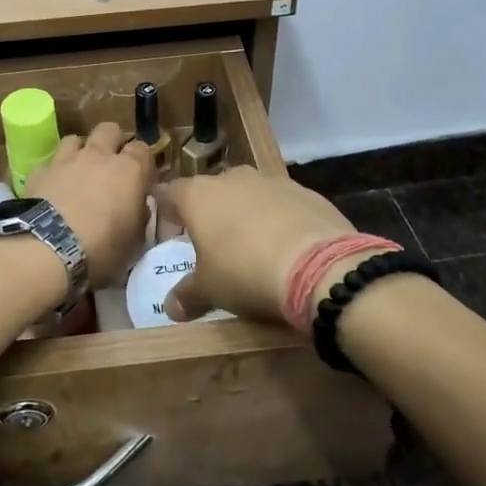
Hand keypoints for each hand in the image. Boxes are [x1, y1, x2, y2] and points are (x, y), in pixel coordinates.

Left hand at [23, 121, 155, 285]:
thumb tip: (137, 207)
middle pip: (109, 130)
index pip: (142, 149)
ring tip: (79, 171)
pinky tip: (52, 187)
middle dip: (112, 142)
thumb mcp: (133, 242)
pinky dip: (53, 171)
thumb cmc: (101, 249)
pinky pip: (49, 162)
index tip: (141, 178)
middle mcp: (98, 156)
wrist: (46, 249)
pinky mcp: (38, 171)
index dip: (142, 161)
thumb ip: (138, 217)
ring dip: (80, 151)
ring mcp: (65, 160)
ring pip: (75, 138)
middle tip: (111, 165)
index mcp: (129, 170)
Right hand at [161, 167, 354, 327]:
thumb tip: (171, 308)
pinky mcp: (306, 191)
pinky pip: (281, 204)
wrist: (319, 266)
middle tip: (212, 246)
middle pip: (211, 192)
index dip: (166, 215)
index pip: (169, 193)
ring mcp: (271, 181)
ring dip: (245, 215)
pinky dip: (278, 220)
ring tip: (252, 248)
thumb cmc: (245, 272)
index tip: (170, 237)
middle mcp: (231, 178)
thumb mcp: (209, 291)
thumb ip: (186, 295)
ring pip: (248, 194)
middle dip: (209, 215)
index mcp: (198, 195)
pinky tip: (287, 247)